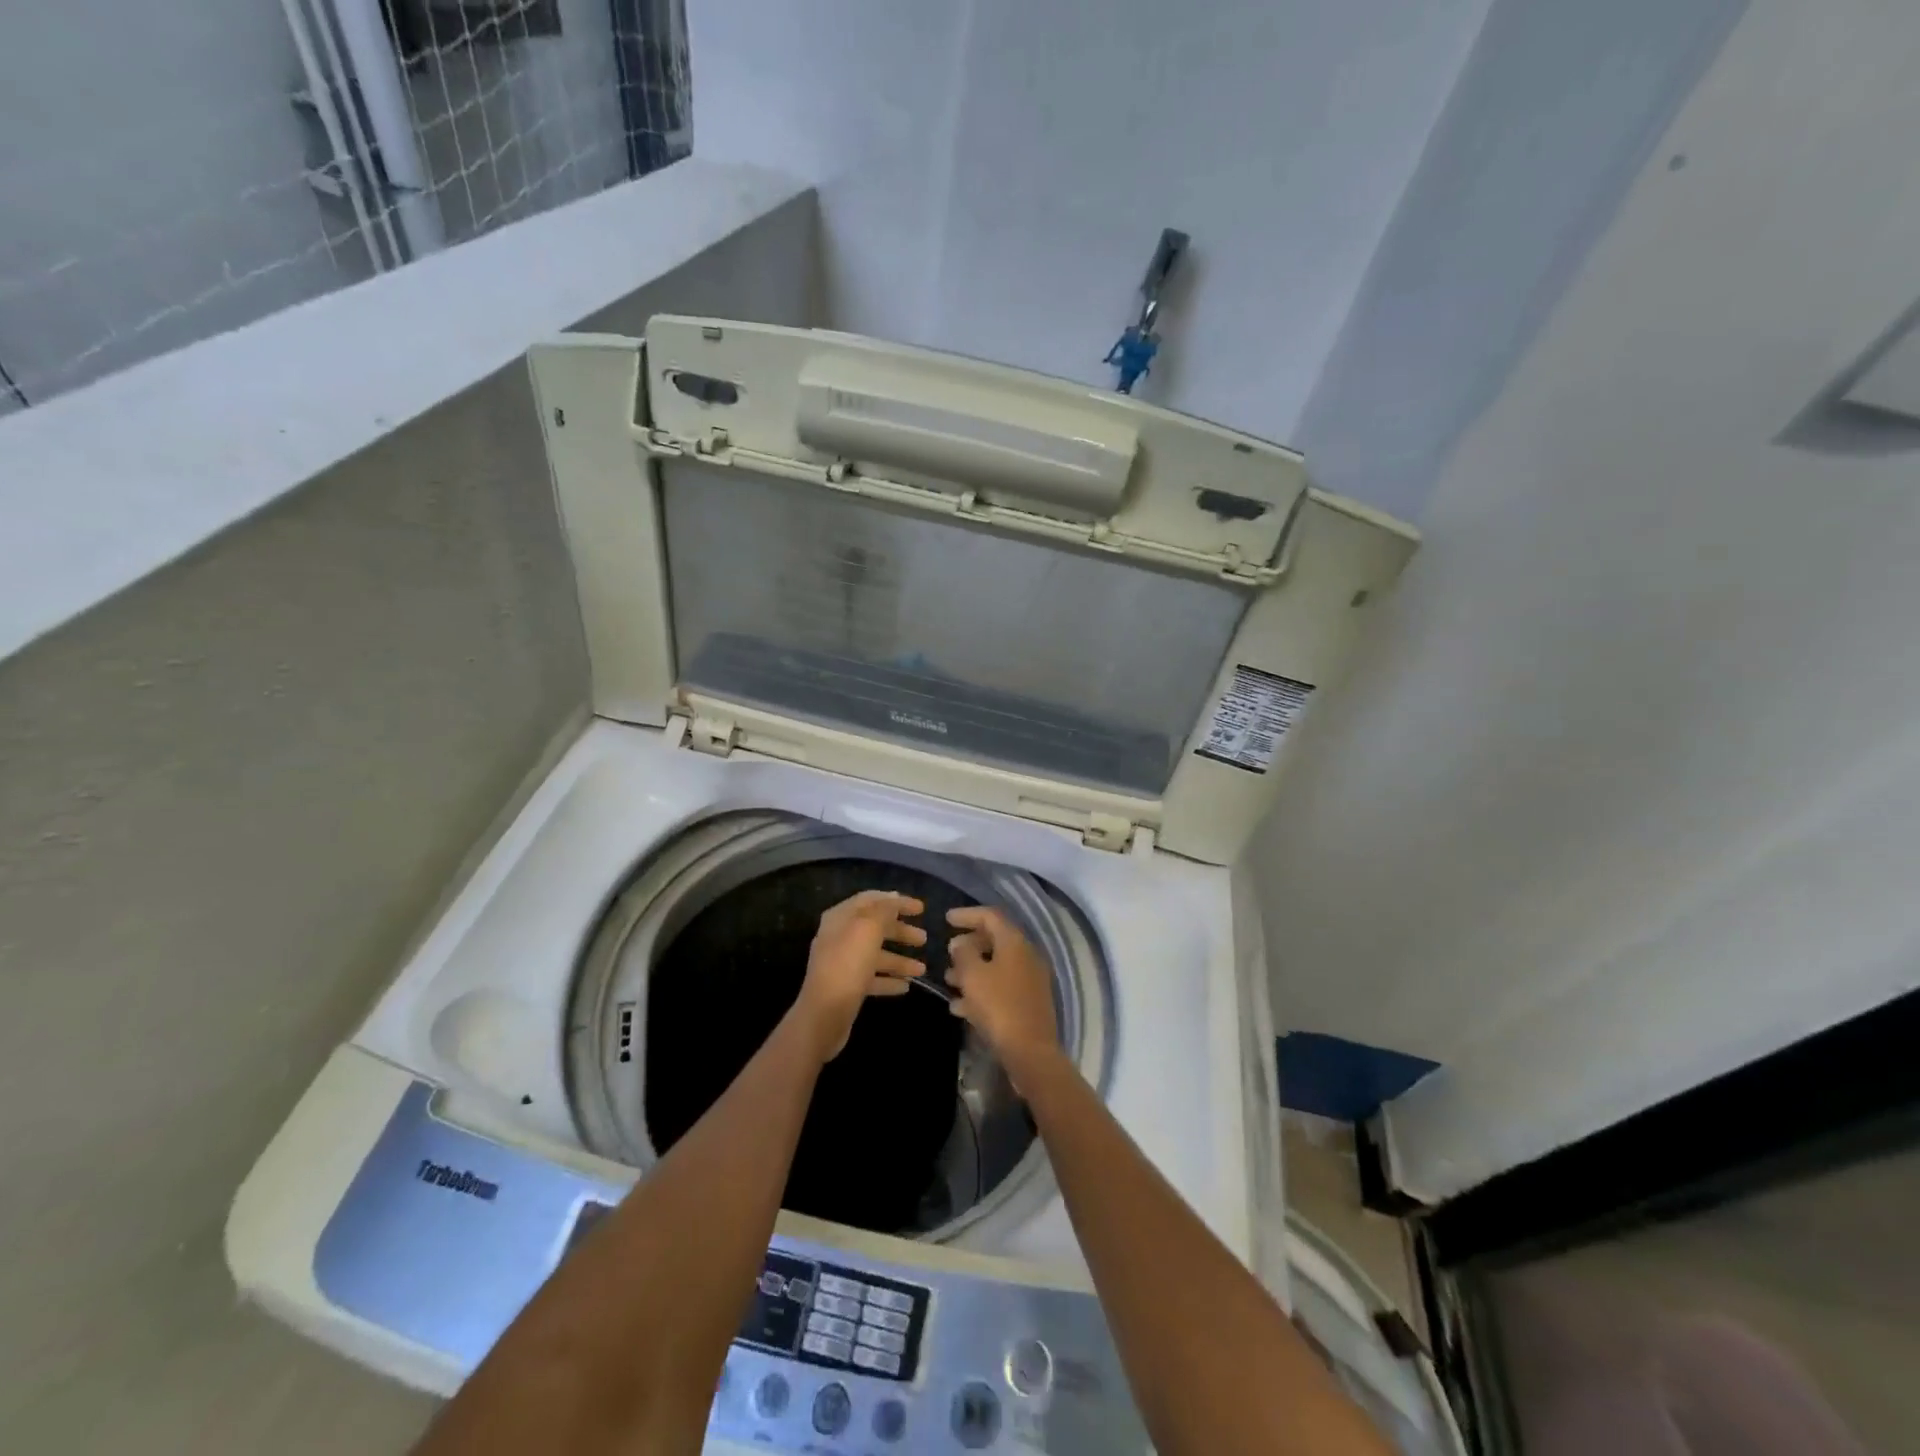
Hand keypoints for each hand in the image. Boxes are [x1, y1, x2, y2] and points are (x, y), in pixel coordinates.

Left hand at [793, 891, 927, 1060]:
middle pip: (876, 928)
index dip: (897, 901)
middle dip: (901, 932)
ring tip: (922, 969)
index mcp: (841, 918)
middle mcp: (840, 937)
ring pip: (876, 955)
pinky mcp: (847, 987)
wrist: (824, 1015)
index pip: (872, 900)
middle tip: (924, 939)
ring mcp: (842, 963)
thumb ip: (884, 910)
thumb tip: (894, 899)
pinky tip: (906, 986)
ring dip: (900, 960)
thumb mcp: (868, 929)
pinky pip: (873, 978)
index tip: (921, 908)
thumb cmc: (847, 965)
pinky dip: (889, 980)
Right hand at [946, 906, 1059, 1081]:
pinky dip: (982, 990)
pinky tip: (960, 1007)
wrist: (1031, 1052)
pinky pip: (1001, 987)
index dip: (967, 914)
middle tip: (948, 953)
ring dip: (972, 970)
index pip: (990, 916)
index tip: (947, 919)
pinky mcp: (1029, 1003)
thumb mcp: (973, 976)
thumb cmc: (998, 1007)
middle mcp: (1026, 955)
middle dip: (969, 945)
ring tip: (949, 981)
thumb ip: (963, 954)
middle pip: (995, 940)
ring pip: (997, 966)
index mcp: (1015, 942)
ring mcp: (1030, 980)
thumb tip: (959, 943)